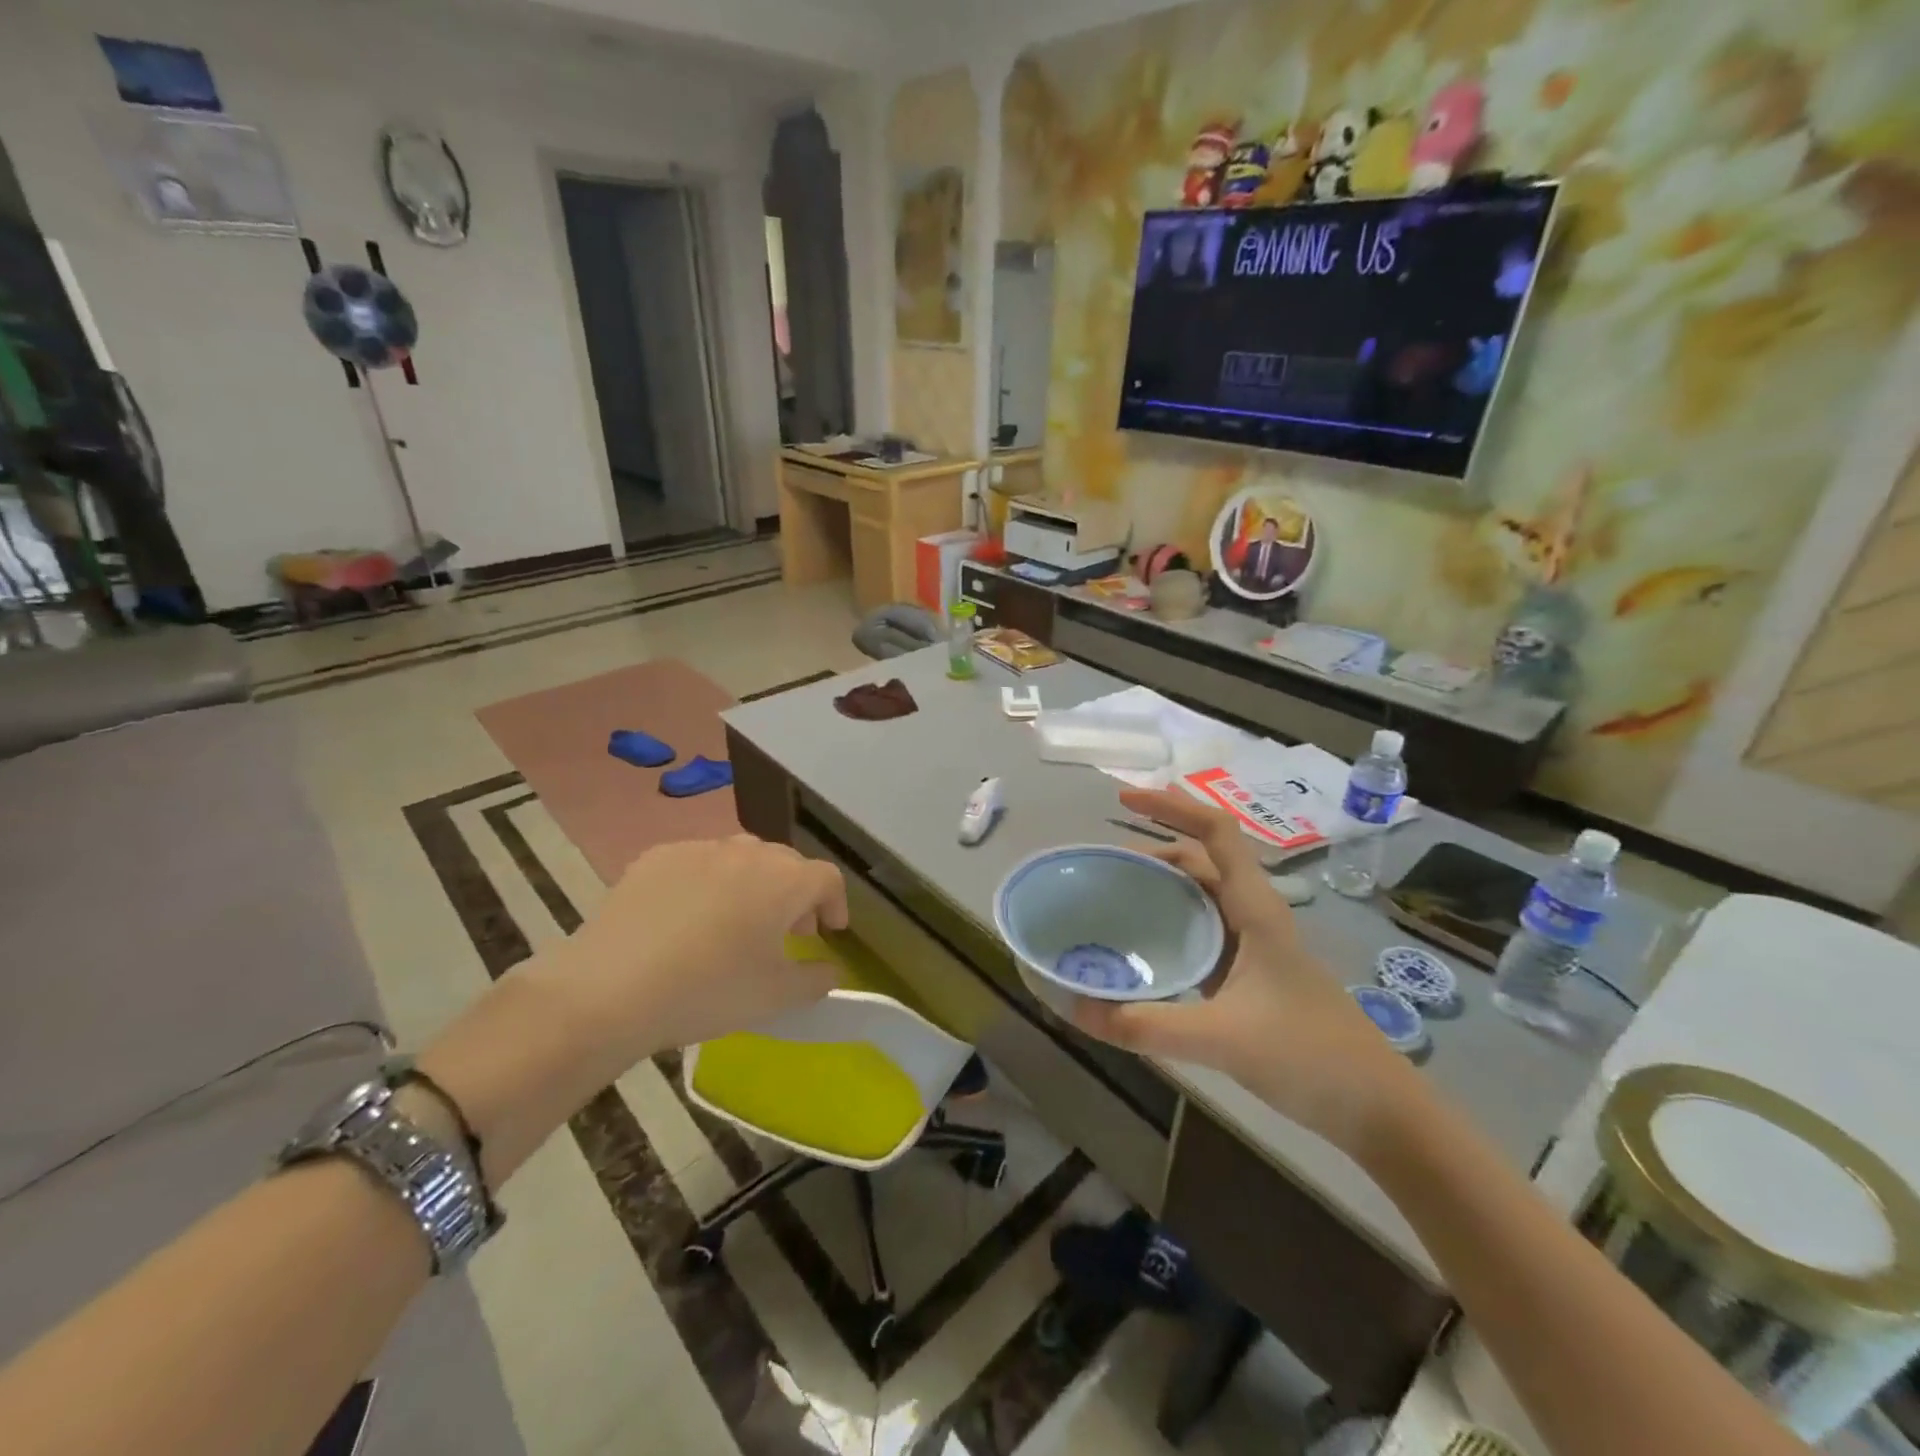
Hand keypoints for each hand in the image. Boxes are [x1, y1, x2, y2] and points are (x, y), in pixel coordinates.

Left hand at [558, 835, 848, 1055]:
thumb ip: (815, 980)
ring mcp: (698, 850)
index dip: (835, 903)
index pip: (826, 878)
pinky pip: (697, 863)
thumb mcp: (774, 997)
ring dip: (752, 883)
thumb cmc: (708, 990)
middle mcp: (746, 852)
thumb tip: (830, 970)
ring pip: (740, 857)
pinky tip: (686, 918)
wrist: (609, 989)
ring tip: (738, 920)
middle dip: (795, 893)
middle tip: (787, 931)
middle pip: (785, 863)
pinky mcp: (656, 857)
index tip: (830, 932)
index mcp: (783, 881)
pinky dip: (706, 882)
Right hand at [1073, 789, 1420, 1153]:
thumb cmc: (1311, 1056)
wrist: (1378, 1110)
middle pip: (1201, 860)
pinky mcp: (1249, 976)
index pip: (1216, 832)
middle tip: (1103, 863)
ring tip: (1112, 898)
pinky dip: (1169, 926)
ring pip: (1201, 898)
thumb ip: (1149, 1024)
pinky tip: (1142, 951)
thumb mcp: (1223, 1039)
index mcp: (1257, 908)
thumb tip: (1077, 1009)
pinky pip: (1201, 933)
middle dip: (1154, 849)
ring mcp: (1254, 947)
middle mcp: (1254, 916)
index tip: (1124, 799)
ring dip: (1160, 888)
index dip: (1172, 806)